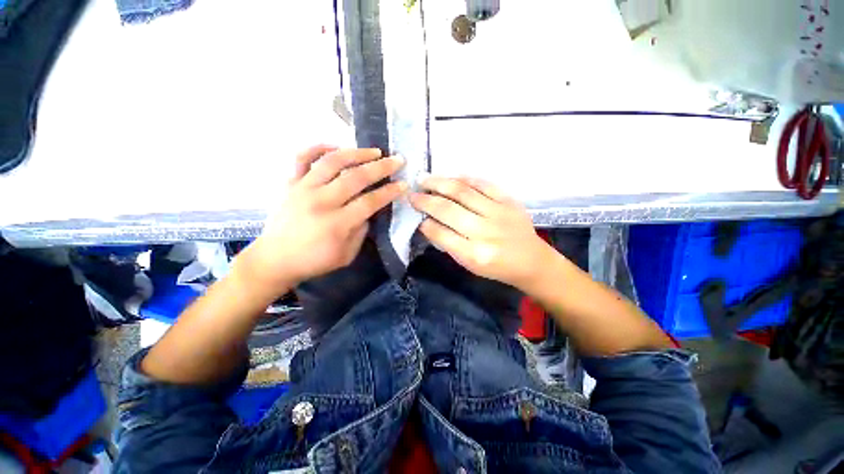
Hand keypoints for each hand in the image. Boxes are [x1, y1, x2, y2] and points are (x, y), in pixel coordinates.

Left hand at [239, 145, 405, 292]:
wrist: (275, 259)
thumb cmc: (314, 261)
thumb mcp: (347, 255)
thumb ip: (361, 230)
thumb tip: (369, 210)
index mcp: (337, 224)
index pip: (370, 201)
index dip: (389, 192)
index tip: (403, 184)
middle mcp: (321, 201)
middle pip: (356, 177)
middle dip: (381, 167)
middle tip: (397, 160)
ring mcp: (303, 188)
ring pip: (332, 161)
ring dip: (356, 153)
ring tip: (374, 151)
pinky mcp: (290, 183)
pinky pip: (303, 158)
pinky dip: (319, 147)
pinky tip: (336, 147)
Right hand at [409, 176, 552, 289]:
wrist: (531, 261)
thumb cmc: (497, 267)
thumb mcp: (469, 264)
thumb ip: (448, 244)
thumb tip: (427, 223)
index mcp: (474, 254)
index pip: (441, 234)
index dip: (424, 222)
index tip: (415, 214)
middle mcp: (485, 232)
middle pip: (448, 210)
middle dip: (425, 200)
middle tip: (412, 194)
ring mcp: (498, 213)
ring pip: (463, 191)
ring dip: (439, 183)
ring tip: (425, 179)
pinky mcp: (509, 201)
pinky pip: (483, 184)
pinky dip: (464, 178)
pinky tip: (451, 177)